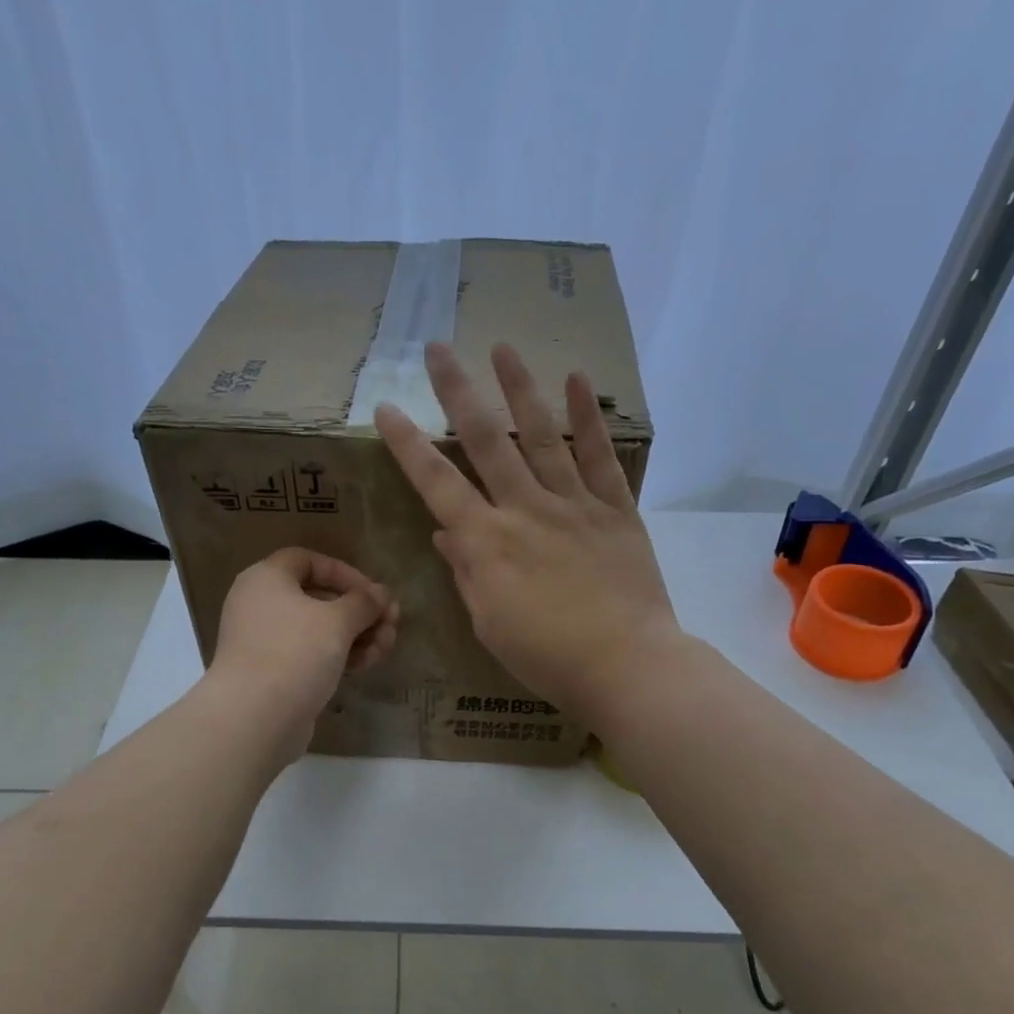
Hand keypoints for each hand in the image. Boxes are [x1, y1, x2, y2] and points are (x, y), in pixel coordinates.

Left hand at [208, 548, 399, 760]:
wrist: (254, 718)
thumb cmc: (295, 652)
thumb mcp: (338, 620)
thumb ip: (364, 602)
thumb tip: (382, 593)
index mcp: (266, 578)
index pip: (308, 560)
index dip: (344, 572)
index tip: (373, 594)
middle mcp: (259, 604)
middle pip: (318, 597)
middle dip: (360, 611)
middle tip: (391, 625)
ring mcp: (264, 641)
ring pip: (318, 629)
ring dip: (356, 635)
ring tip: (385, 649)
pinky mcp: (272, 673)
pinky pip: (309, 654)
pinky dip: (337, 656)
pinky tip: (366, 665)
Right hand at [374, 342, 682, 721]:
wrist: (627, 666)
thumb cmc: (547, 656)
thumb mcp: (489, 623)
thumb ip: (467, 571)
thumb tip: (446, 532)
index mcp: (487, 542)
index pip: (437, 483)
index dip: (408, 444)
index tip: (386, 408)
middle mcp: (525, 509)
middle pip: (486, 441)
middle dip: (458, 392)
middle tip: (438, 350)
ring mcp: (573, 504)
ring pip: (542, 436)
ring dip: (520, 388)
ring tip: (502, 347)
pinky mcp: (615, 509)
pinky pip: (600, 457)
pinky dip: (588, 418)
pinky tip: (577, 380)